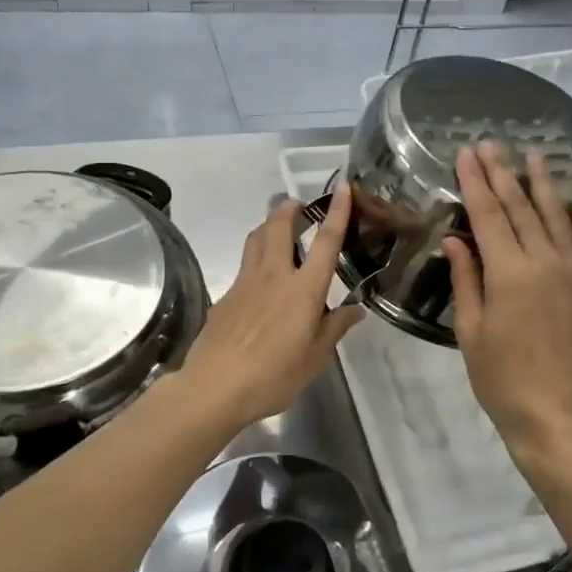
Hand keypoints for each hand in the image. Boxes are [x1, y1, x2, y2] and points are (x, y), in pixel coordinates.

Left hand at [178, 186, 363, 430]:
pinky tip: (259, 280)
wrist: (216, 385)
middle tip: (298, 205)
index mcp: (303, 289)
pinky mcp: (226, 295)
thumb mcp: (315, 358)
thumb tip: (356, 309)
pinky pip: (243, 265)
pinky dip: (255, 257)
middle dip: (289, 209)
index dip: (337, 211)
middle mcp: (274, 275)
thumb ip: (335, 328)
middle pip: (279, 226)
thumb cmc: (274, 375)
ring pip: (255, 238)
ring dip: (268, 225)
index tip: (343, 186)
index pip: (326, 241)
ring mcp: (245, 282)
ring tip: (277, 228)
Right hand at [443, 143, 571, 473]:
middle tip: (490, 144)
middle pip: (520, 208)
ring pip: (555, 217)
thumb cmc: (501, 378)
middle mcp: (543, 263)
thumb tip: (456, 240)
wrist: (557, 415)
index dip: (474, 182)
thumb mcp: (471, 330)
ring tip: (534, 154)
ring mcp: (571, 273)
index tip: (465, 154)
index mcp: (509, 273)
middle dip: (503, 174)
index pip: (487, 216)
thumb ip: (467, 280)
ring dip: (542, 184)